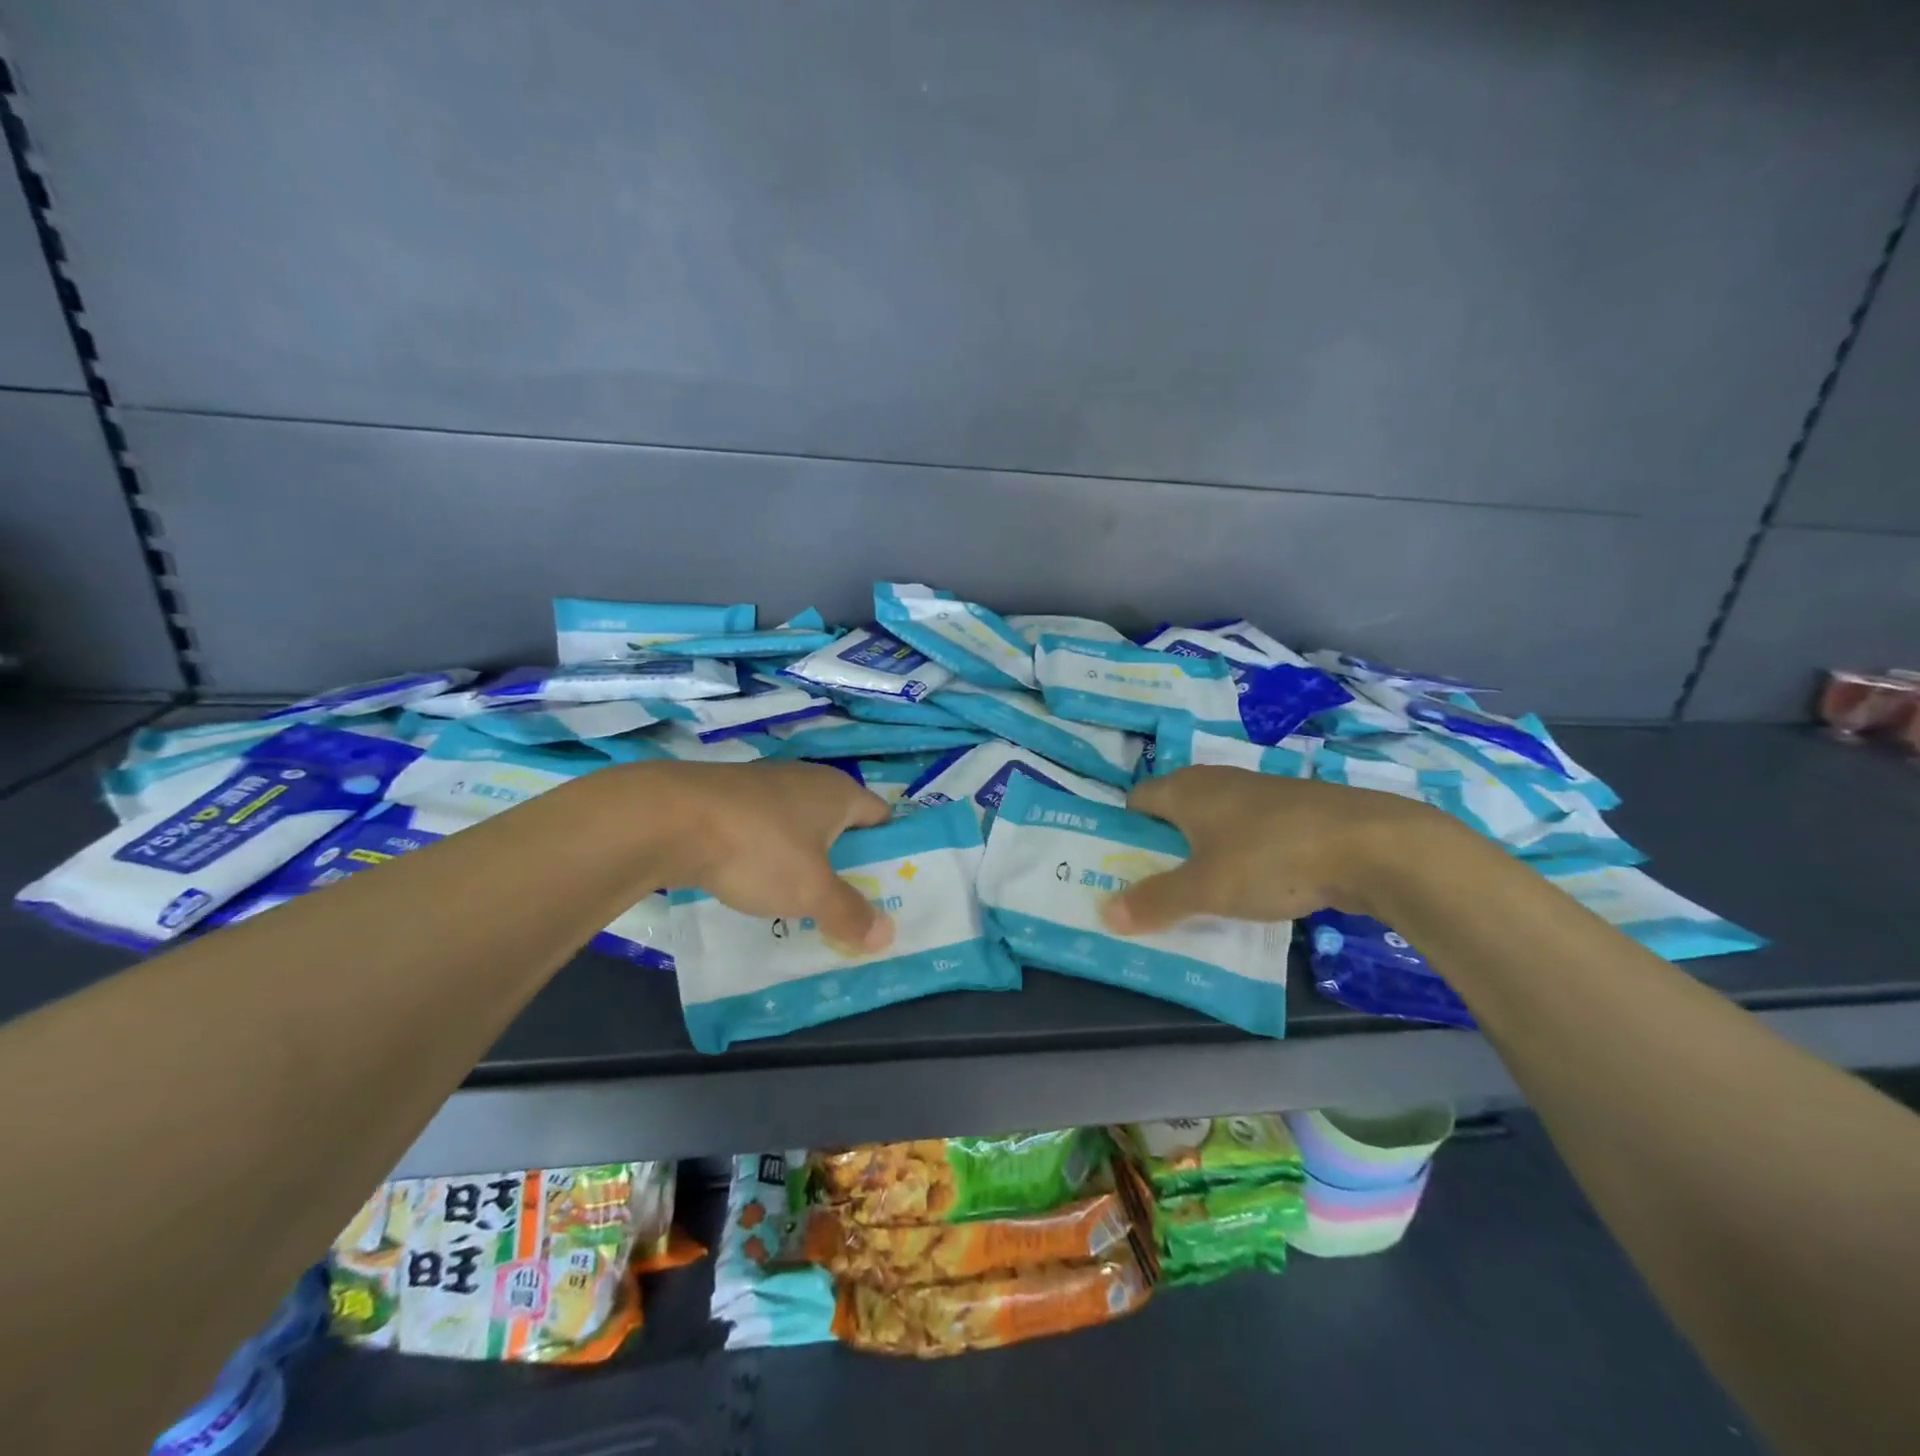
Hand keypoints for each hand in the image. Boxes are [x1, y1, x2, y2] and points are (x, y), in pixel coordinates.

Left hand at [653, 760, 895, 951]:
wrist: (668, 819)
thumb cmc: (759, 848)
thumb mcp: (810, 890)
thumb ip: (849, 912)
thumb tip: (886, 935)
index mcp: (838, 792)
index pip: (882, 817)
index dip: (890, 849)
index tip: (889, 886)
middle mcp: (806, 780)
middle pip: (841, 823)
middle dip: (846, 861)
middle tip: (850, 904)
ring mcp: (764, 786)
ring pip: (799, 828)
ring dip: (804, 861)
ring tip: (804, 902)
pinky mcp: (728, 800)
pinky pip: (763, 831)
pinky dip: (767, 856)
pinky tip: (755, 884)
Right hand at [1100, 766, 1452, 932]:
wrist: (1372, 845)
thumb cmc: (1271, 858)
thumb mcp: (1205, 888)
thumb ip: (1155, 901)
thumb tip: (1104, 912)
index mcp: (1185, 789)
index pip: (1136, 802)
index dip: (1123, 833)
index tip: (1121, 870)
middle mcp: (1216, 781)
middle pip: (1172, 813)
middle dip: (1160, 850)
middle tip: (1153, 890)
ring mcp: (1258, 794)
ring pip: (1212, 824)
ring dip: (1200, 856)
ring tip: (1198, 896)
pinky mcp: (1293, 811)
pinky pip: (1246, 834)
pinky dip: (1237, 857)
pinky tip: (1250, 888)